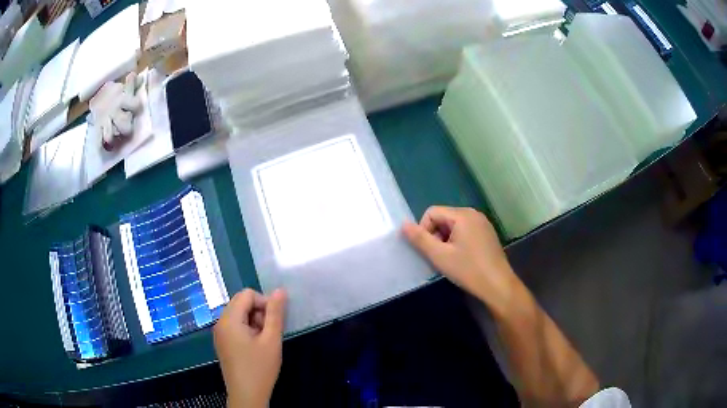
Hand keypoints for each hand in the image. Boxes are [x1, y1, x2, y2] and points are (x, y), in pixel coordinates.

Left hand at [214, 288, 286, 407]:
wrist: (246, 395)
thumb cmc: (260, 368)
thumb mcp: (271, 340)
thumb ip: (275, 313)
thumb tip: (280, 290)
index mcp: (229, 319)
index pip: (247, 294)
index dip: (264, 303)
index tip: (274, 322)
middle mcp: (220, 322)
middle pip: (241, 303)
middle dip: (259, 313)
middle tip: (269, 334)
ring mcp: (220, 333)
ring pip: (239, 314)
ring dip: (254, 322)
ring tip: (264, 342)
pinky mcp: (222, 342)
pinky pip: (235, 326)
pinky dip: (248, 330)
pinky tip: (256, 347)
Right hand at [403, 206, 520, 310]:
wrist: (498, 285)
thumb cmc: (468, 269)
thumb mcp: (439, 256)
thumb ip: (420, 239)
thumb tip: (403, 224)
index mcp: (462, 214)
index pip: (432, 212)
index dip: (424, 230)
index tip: (430, 251)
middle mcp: (474, 213)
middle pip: (443, 217)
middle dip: (436, 235)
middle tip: (439, 257)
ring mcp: (483, 223)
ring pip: (454, 226)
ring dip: (446, 240)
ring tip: (450, 260)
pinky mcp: (487, 234)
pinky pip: (465, 231)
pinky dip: (457, 242)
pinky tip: (462, 259)